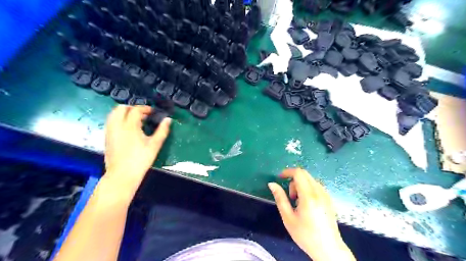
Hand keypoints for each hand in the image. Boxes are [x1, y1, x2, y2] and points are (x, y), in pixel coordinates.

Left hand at [104, 105, 171, 187]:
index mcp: (129, 126)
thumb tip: (168, 119)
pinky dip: (119, 119)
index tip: (152, 112)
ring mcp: (110, 131)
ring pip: (113, 114)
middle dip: (132, 108)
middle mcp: (117, 125)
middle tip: (143, 114)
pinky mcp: (106, 137)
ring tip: (135, 120)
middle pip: (121, 108)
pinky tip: (127, 128)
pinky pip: (111, 121)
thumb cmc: (141, 159)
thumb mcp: (155, 145)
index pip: (135, 110)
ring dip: (124, 113)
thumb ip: (162, 130)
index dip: (145, 108)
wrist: (122, 174)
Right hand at [267, 168, 354, 259]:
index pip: (299, 173)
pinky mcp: (329, 199)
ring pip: (310, 180)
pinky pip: (316, 186)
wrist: (329, 249)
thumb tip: (271, 184)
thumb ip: (280, 198)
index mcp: (308, 196)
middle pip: (305, 174)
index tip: (279, 178)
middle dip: (293, 180)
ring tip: (298, 202)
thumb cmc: (305, 235)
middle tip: (290, 196)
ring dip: (301, 185)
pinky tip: (307, 204)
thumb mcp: (288, 218)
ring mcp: (326, 195)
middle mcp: (319, 192)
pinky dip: (308, 189)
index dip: (287, 172)